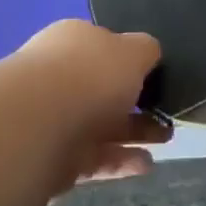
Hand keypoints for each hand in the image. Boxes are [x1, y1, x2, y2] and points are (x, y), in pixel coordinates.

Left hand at [0, 20, 168, 205]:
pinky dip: (97, 167)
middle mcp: (37, 81)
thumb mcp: (118, 55)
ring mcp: (23, 128)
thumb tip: (147, 52)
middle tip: (159, 137)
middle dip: (123, 114)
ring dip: (115, 143)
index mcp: (61, 49)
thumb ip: (138, 52)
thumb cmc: (73, 83)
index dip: (133, 80)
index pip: (101, 62)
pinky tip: (121, 175)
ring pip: (79, 133)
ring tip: (148, 161)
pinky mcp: (13, 172)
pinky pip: (67, 165)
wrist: (8, 133)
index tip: (159, 105)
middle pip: (87, 98)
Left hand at [7, 20, 170, 189]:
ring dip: (134, 132)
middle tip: (167, 111)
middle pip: (103, 89)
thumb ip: (146, 51)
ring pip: (101, 125)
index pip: (104, 47)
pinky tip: (146, 165)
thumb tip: (149, 53)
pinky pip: (94, 158)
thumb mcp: (134, 50)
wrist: (37, 128)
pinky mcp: (54, 159)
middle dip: (137, 100)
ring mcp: (54, 119)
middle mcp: (60, 76)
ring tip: (166, 138)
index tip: (156, 75)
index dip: (130, 60)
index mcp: (74, 41)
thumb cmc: (90, 75)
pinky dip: (120, 161)